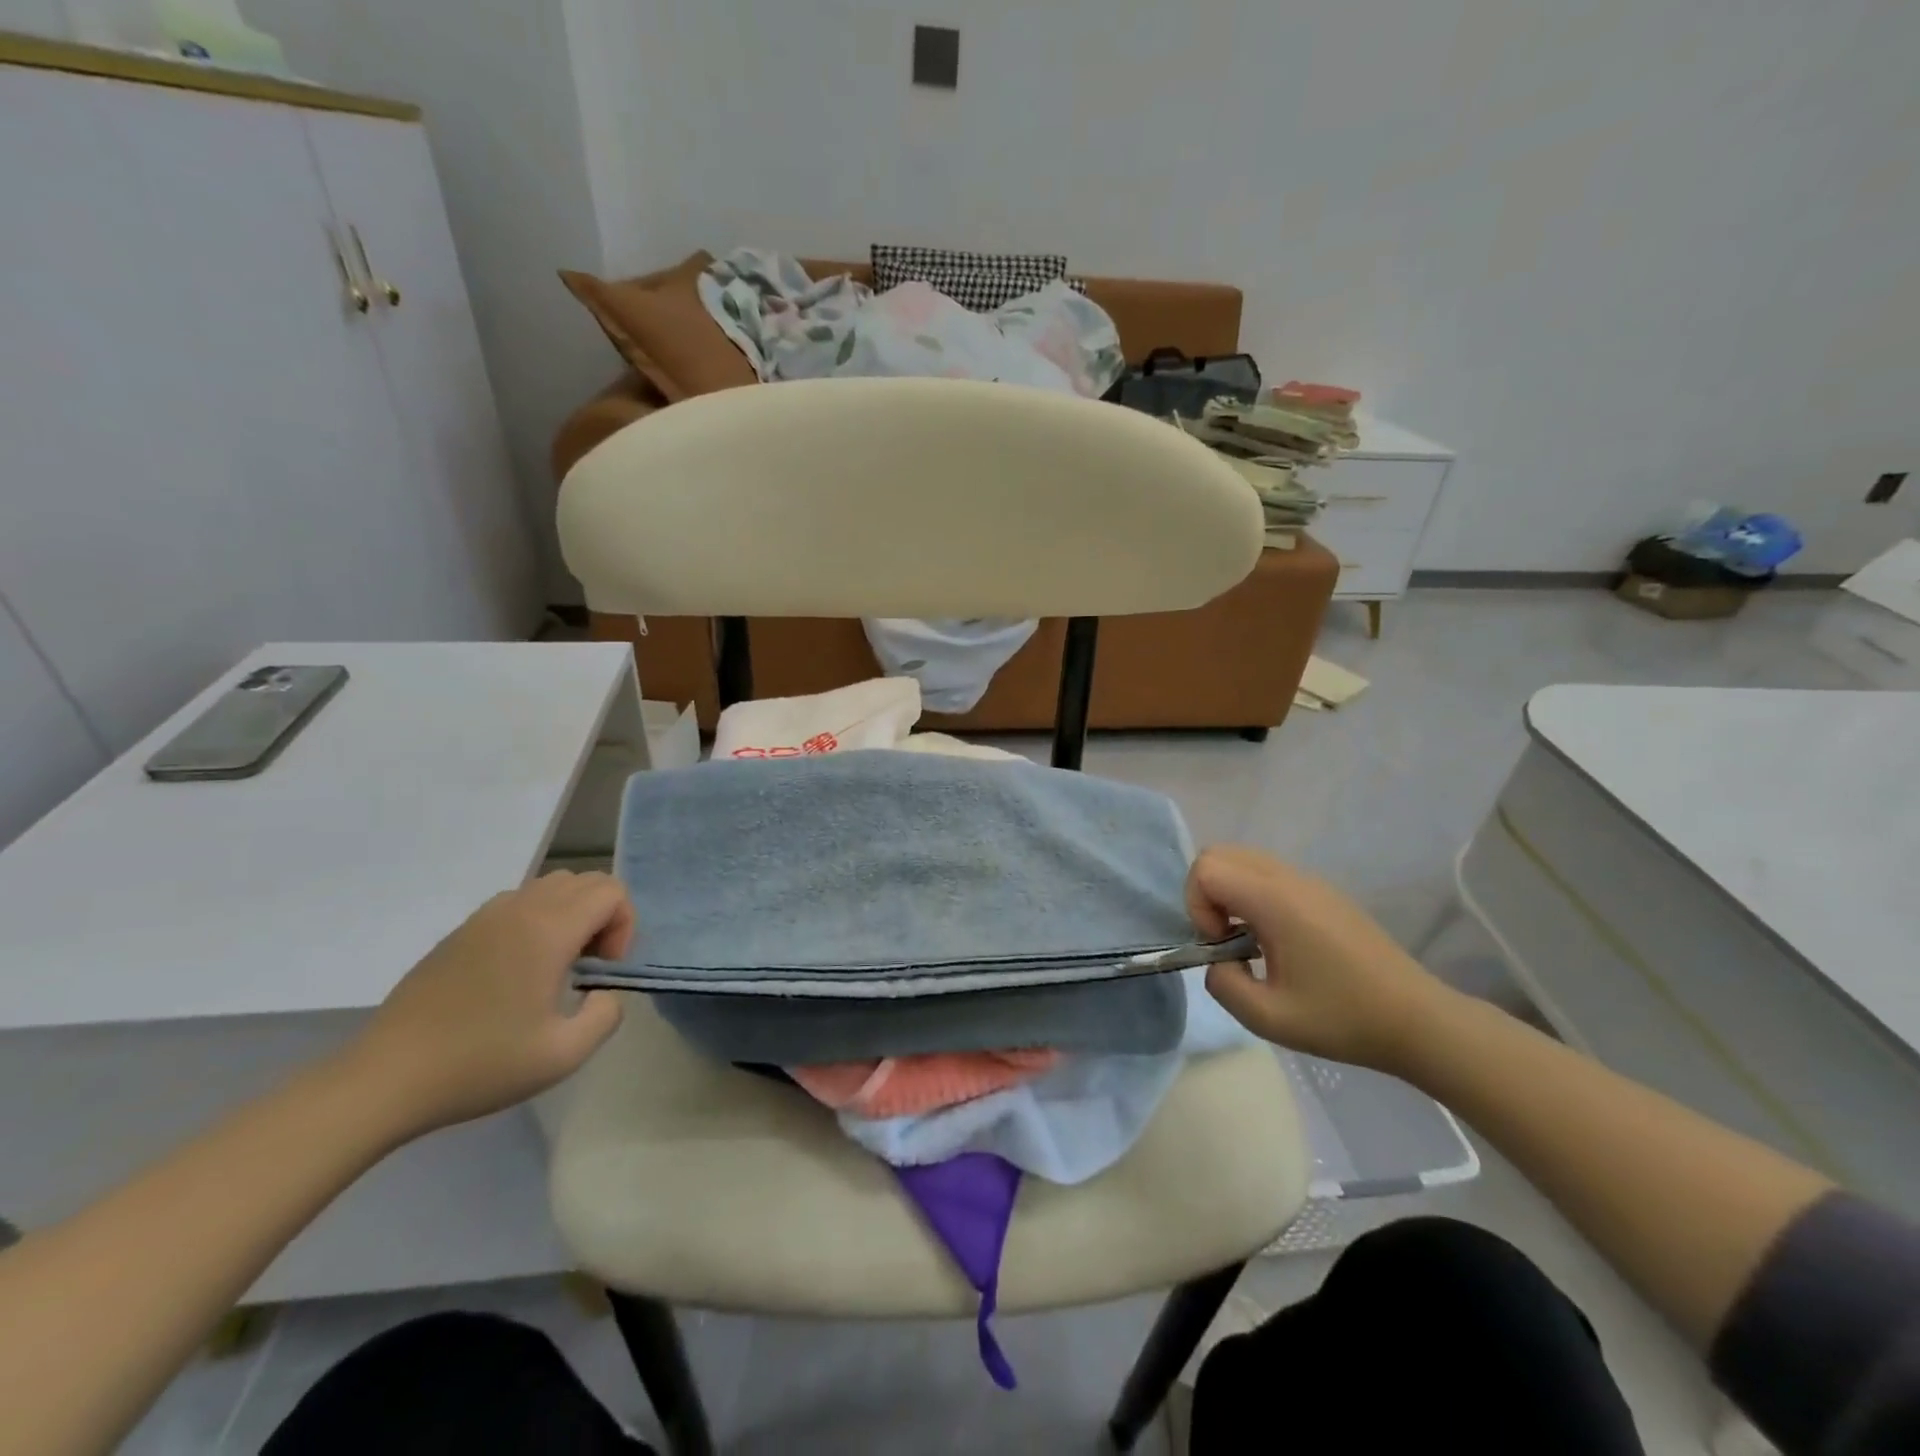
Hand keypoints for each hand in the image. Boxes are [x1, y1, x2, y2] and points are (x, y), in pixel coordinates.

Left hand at [341, 871, 631, 1133]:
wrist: (385, 1080)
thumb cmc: (480, 1064)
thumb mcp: (564, 1054)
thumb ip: (607, 1014)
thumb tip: (604, 992)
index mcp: (548, 930)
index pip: (611, 891)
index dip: (624, 925)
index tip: (604, 970)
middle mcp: (520, 909)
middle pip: (585, 880)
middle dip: (602, 916)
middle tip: (588, 966)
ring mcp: (485, 917)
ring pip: (550, 886)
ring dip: (571, 914)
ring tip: (557, 965)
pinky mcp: (460, 932)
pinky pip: (518, 903)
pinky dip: (538, 920)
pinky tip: (519, 971)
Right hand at [1187, 845, 1457, 1070]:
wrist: (1418, 1021)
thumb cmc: (1343, 1019)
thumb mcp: (1268, 1018)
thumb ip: (1223, 984)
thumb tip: (1218, 962)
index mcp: (1275, 900)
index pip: (1206, 868)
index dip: (1197, 906)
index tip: (1220, 946)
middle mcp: (1290, 878)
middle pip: (1220, 854)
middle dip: (1207, 895)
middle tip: (1226, 939)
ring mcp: (1310, 881)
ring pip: (1243, 860)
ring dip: (1229, 894)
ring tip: (1249, 942)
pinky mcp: (1324, 892)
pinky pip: (1268, 874)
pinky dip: (1252, 896)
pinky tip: (1276, 942)